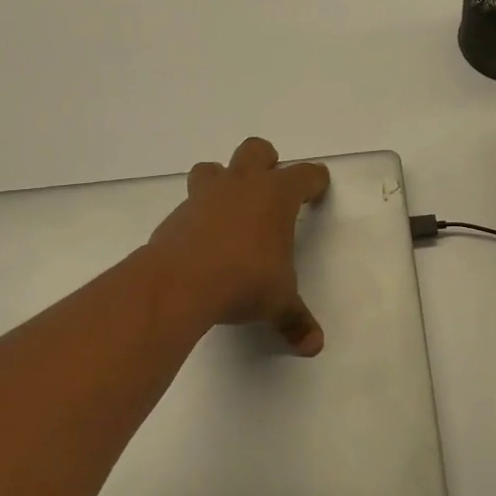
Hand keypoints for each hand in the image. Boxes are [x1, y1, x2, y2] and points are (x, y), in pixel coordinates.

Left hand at [146, 137, 331, 355]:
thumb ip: (296, 320)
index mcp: (276, 195)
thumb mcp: (278, 303)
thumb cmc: (244, 281)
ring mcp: (205, 196)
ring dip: (223, 180)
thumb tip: (313, 346)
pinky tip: (203, 242)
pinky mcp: (177, 215)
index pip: (305, 174)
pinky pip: (190, 203)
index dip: (314, 180)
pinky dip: (198, 216)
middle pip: (256, 150)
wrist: (180, 283)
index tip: (317, 189)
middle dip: (266, 162)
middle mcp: (241, 185)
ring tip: (229, 209)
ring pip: (213, 167)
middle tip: (270, 190)